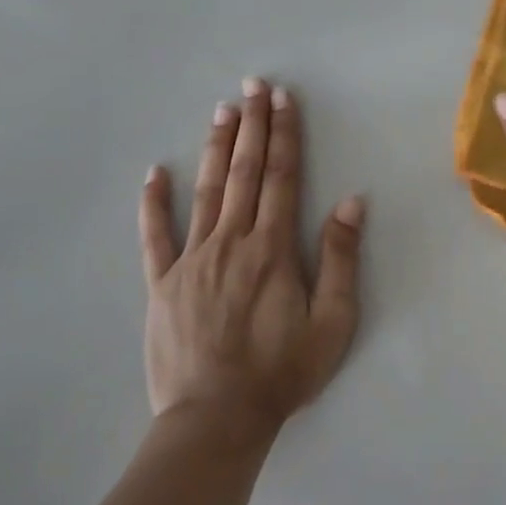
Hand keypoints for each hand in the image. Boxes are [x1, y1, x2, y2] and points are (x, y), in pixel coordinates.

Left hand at [139, 79, 363, 447]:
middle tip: (253, 86)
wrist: (216, 419)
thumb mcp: (332, 321)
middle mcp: (231, 242)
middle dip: (252, 125)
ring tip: (222, 110)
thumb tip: (351, 201)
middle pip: (243, 172)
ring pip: (205, 192)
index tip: (284, 100)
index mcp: (273, 248)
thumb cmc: (283, 371)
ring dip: (215, 148)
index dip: (284, 135)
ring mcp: (191, 260)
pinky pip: (155, 236)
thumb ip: (340, 258)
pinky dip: (154, 202)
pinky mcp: (162, 284)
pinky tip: (155, 173)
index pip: (281, 177)